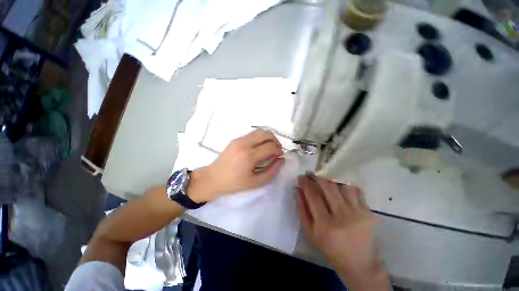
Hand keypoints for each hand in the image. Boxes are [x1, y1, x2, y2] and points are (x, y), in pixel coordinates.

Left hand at [188, 129, 284, 202]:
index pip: (270, 146)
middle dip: (275, 140)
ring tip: (270, 147)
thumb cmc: (234, 183)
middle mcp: (244, 143)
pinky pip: (252, 134)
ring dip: (268, 137)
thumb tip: (281, 160)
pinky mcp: (235, 139)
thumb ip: (271, 171)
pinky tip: (259, 147)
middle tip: (277, 150)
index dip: (278, 150)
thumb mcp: (255, 183)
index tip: (280, 156)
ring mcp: (238, 139)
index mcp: (249, 156)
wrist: (212, 178)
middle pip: (266, 133)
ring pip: (259, 131)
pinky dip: (260, 138)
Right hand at [297, 175, 389, 289]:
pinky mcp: (368, 212)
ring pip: (342, 186)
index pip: (313, 195)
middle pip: (328, 187)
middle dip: (317, 177)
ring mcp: (357, 213)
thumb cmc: (330, 249)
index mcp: (325, 225)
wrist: (359, 263)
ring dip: (330, 180)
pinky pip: (355, 190)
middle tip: (311, 175)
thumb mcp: (310, 232)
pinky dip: (345, 185)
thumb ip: (302, 209)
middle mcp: (342, 217)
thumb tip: (297, 189)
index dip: (305, 183)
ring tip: (325, 181)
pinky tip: (339, 187)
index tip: (301, 177)